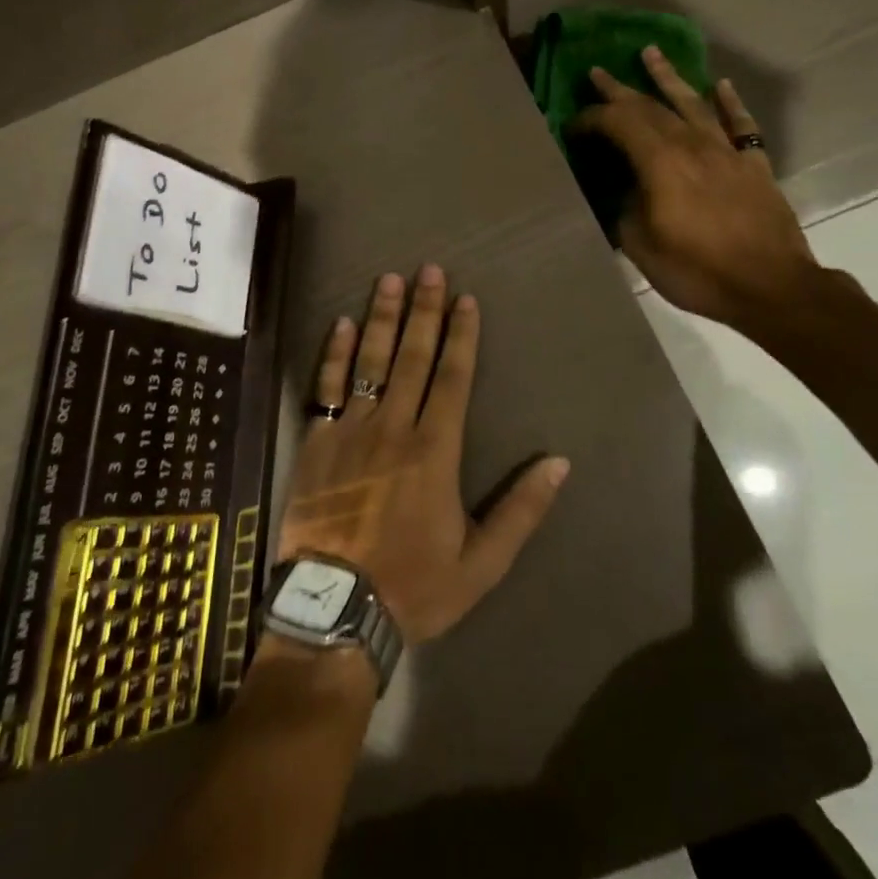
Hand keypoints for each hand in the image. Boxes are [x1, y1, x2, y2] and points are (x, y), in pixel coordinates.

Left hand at [278, 265, 569, 644]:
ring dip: (382, 318)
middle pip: (413, 356)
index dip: (461, 336)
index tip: (465, 299)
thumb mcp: (481, 562)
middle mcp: (394, 426)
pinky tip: (341, 324)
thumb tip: (559, 462)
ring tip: (389, 280)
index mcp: (435, 450)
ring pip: (370, 361)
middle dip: (424, 311)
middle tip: (429, 269)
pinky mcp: (318, 440)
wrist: (335, 609)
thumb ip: (521, 510)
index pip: (452, 377)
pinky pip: (327, 386)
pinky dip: (335, 353)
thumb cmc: (413, 586)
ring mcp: (351, 429)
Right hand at [570, 48, 820, 332]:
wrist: (772, 287)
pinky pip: (741, 124)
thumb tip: (622, 191)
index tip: (572, 126)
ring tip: (650, 53)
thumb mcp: (640, 246)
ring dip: (668, 78)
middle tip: (597, 72)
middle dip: (619, 90)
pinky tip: (720, 85)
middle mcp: (692, 146)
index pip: (618, 124)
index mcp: (660, 163)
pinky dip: (729, 102)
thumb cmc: (698, 270)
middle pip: (650, 107)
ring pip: (693, 103)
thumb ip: (624, 209)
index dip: (591, 119)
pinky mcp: (753, 165)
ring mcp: (727, 152)